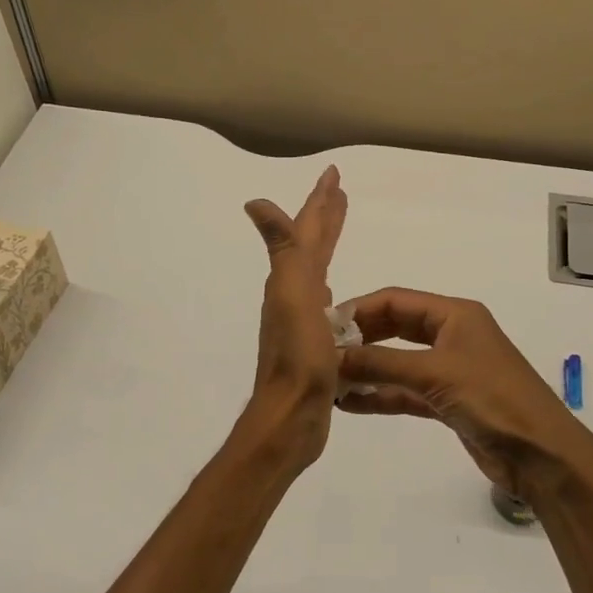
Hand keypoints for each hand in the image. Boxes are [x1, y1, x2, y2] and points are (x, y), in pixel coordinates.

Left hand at [237, 166, 347, 474]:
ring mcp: (302, 319)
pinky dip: (332, 285)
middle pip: (311, 245)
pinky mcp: (314, 343)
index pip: (308, 230)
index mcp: (292, 280)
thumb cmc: (299, 358)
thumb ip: (283, 250)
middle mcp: (293, 294)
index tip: (333, 175)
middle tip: (338, 192)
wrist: (291, 417)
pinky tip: (335, 294)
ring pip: (318, 270)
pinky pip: (327, 302)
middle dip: (324, 217)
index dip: (321, 202)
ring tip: (337, 228)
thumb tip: (254, 203)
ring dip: (327, 245)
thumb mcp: (293, 297)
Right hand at [337, 288, 592, 504]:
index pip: (395, 300)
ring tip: (328, 381)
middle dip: (359, 340)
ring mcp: (448, 370)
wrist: (542, 455)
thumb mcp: (434, 373)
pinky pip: (404, 391)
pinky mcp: (447, 401)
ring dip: (366, 369)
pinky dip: (380, 395)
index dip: (358, 310)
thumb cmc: (493, 399)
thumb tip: (331, 356)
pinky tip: (350, 403)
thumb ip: (380, 363)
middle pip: (393, 329)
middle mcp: (450, 335)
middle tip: (321, 355)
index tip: (322, 328)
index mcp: (454, 314)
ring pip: (396, 362)